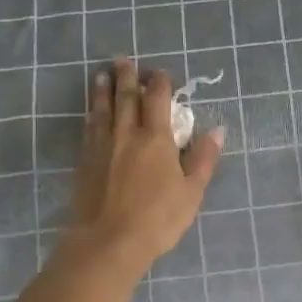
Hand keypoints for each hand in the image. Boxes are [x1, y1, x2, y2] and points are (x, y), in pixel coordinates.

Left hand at [69, 58, 224, 272]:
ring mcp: (102, 147)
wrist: (107, 242)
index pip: (158, 100)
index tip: (162, 73)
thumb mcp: (191, 192)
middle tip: (124, 59)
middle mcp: (127, 134)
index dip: (160, 83)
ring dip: (104, 89)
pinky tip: (91, 112)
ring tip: (103, 74)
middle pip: (126, 97)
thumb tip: (217, 129)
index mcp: (156, 139)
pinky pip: (89, 128)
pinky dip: (92, 114)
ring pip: (103, 109)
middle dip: (127, 76)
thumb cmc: (157, 219)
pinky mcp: (85, 162)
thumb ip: (203, 158)